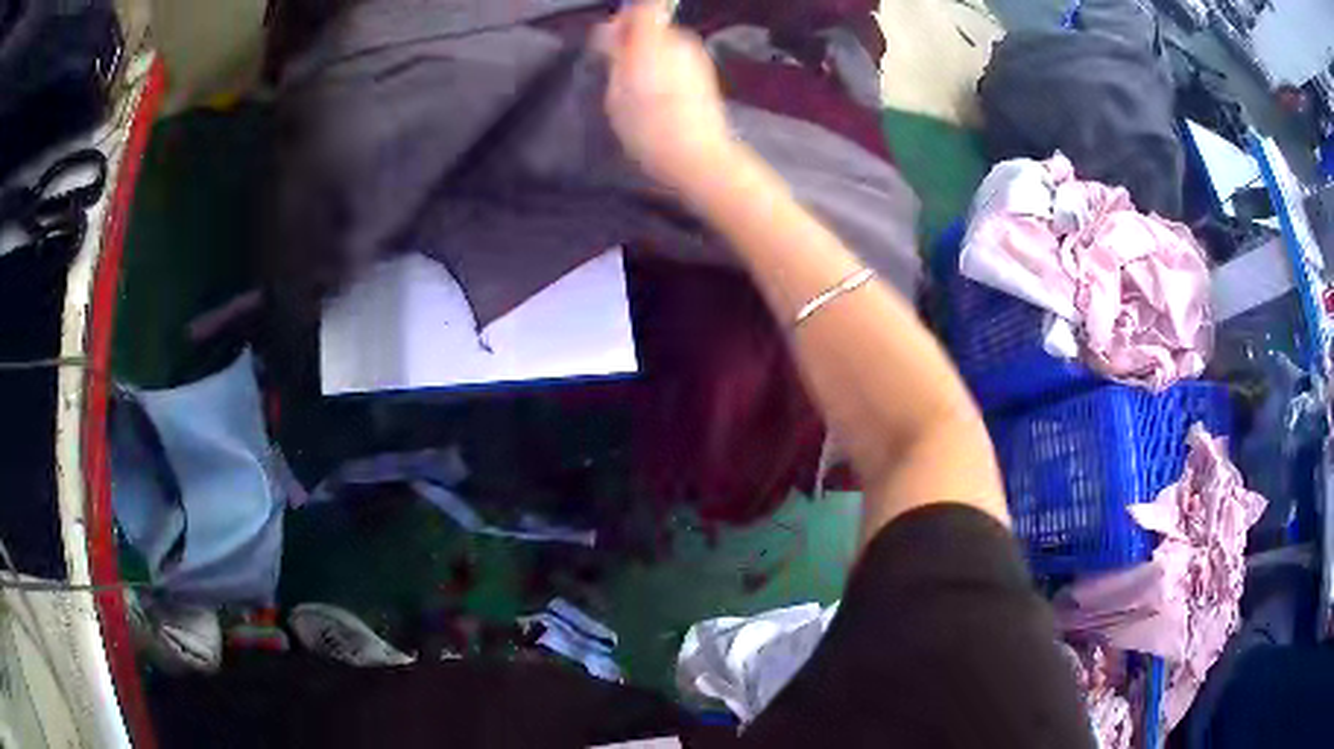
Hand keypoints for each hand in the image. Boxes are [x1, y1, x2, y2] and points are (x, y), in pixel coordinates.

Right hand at [598, 3, 737, 191]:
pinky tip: (658, 97)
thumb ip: (615, 56)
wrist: (698, 157)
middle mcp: (680, 42)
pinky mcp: (706, 74)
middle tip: (618, 69)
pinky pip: (677, 60)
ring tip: (638, 89)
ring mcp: (697, 57)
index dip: (625, 17)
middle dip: (635, 40)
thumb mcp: (617, 95)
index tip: (611, 39)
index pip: (644, 7)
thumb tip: (611, 32)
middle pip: (654, 25)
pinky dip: (665, 69)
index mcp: (654, 42)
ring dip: (650, 56)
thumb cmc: (648, 129)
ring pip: (666, 43)